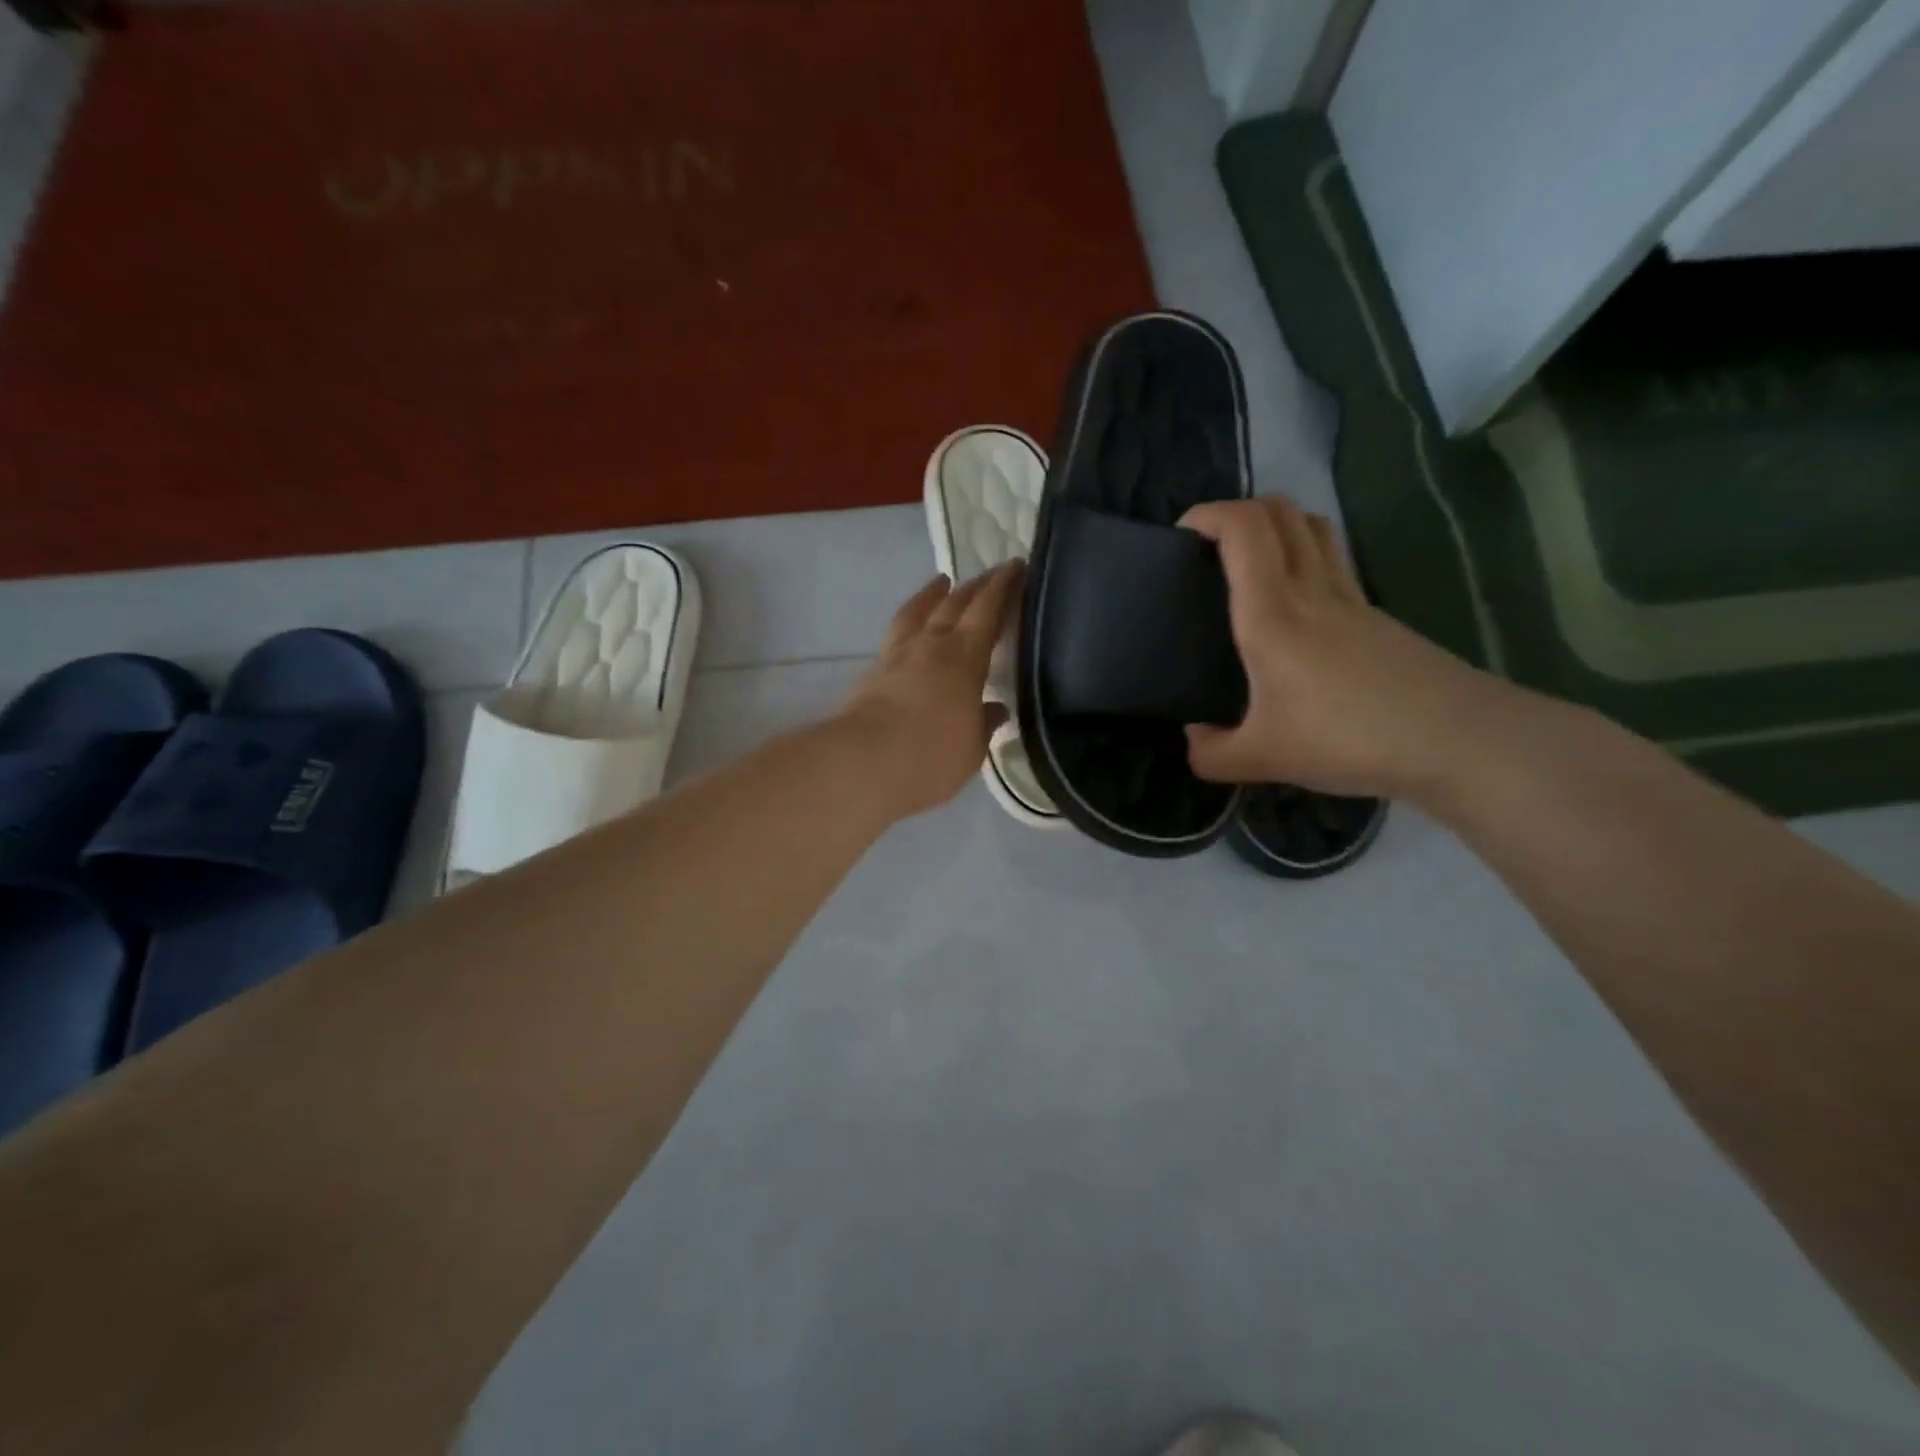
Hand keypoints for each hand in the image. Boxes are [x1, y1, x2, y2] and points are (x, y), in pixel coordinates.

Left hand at [838, 562, 1024, 818]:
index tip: (1015, 566)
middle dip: (975, 586)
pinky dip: (909, 622)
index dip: (1002, 587)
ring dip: (932, 594)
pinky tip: (910, 630)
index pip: (987, 612)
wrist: (863, 762)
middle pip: (954, 604)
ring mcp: (897, 656)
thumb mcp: (971, 748)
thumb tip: (995, 709)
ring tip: (941, 582)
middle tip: (990, 573)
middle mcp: (930, 646)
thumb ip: (983, 724)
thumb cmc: (930, 757)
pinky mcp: (872, 672)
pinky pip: (896, 634)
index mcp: (964, 659)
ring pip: (917, 612)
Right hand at [1180, 497, 1499, 800]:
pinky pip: (1332, 562)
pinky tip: (1293, 608)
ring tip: (1249, 562)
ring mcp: (1350, 598)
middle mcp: (1311, 590)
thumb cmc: (1346, 739)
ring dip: (1276, 526)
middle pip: (1281, 511)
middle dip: (1239, 510)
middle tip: (1210, 545)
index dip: (1208, 514)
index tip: (1181, 533)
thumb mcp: (1262, 759)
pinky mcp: (1376, 615)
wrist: (1455, 740)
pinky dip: (1303, 558)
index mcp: (1272, 613)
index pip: (1243, 529)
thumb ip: (1212, 753)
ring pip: (1313, 528)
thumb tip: (1193, 740)